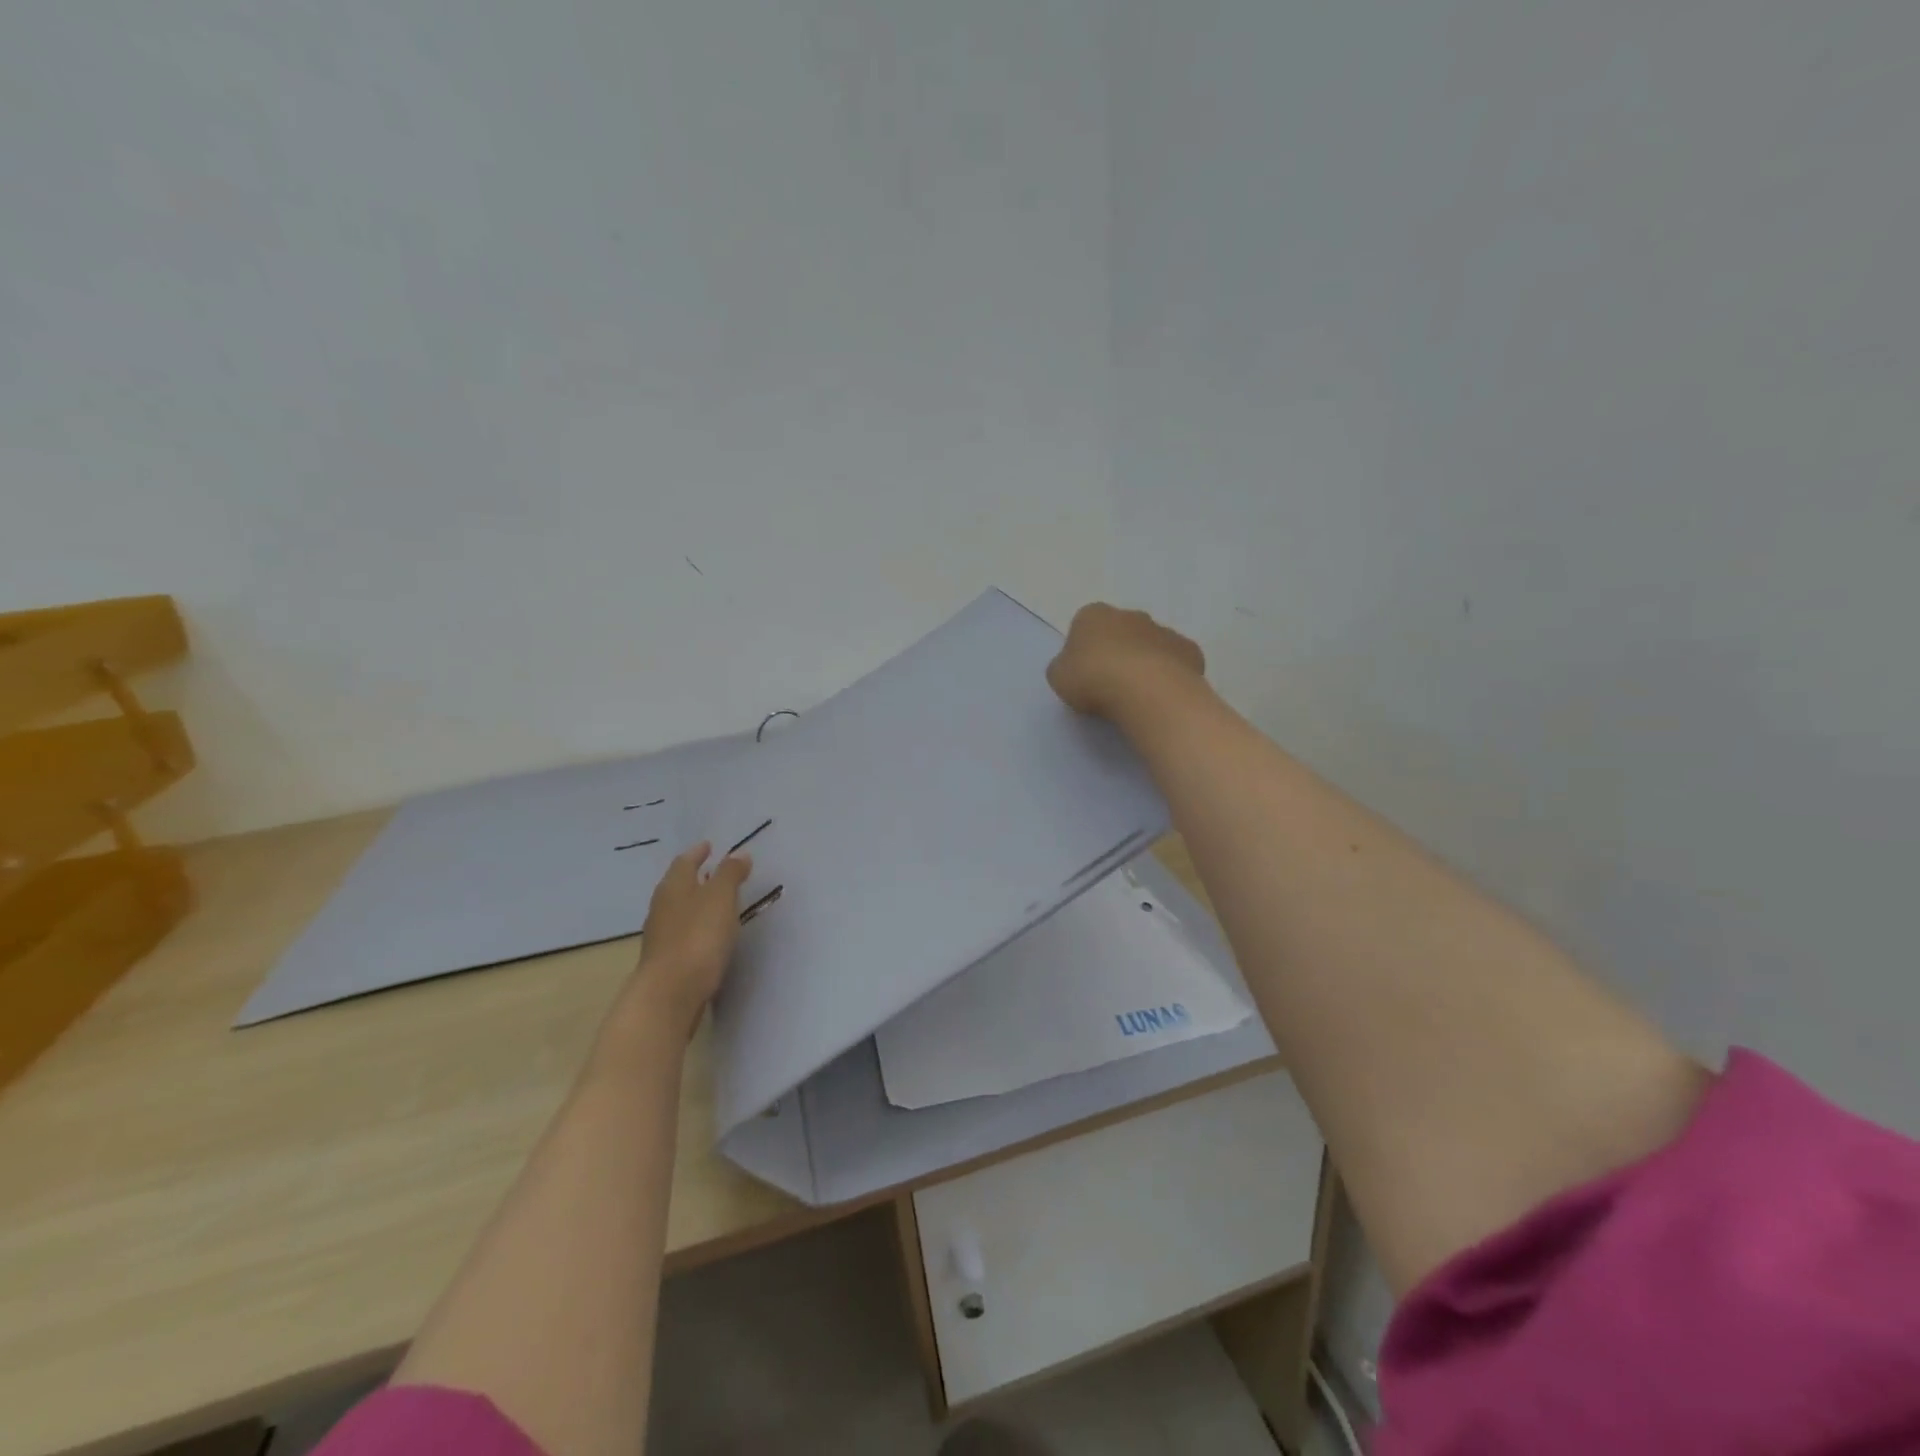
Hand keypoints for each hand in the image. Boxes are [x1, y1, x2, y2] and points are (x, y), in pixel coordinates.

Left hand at [621, 842, 752, 1039]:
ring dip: (696, 903)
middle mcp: (662, 907)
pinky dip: (696, 926)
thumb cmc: (698, 937)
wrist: (671, 994)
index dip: (698, 852)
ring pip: (679, 910)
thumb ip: (730, 874)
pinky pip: (683, 933)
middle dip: (696, 876)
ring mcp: (661, 936)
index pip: (684, 862)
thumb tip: (739, 854)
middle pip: (678, 885)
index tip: (709, 846)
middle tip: (715, 870)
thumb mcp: (721, 898)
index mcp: (673, 887)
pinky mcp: (667, 961)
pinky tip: (710, 934)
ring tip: (717, 902)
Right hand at [1046, 603, 1206, 721]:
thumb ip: (1064, 667)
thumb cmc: (1093, 679)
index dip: (1083, 651)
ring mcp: (1163, 630)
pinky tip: (1161, 696)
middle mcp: (1130, 614)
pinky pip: (1175, 662)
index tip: (1083, 675)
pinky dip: (1169, 675)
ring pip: (1150, 645)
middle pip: (1120, 631)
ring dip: (1144, 663)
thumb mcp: (1058, 677)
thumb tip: (1074, 668)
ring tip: (1137, 696)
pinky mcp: (1189, 650)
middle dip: (1117, 652)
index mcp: (1093, 615)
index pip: (1084, 626)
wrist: (1145, 690)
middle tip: (1110, 685)